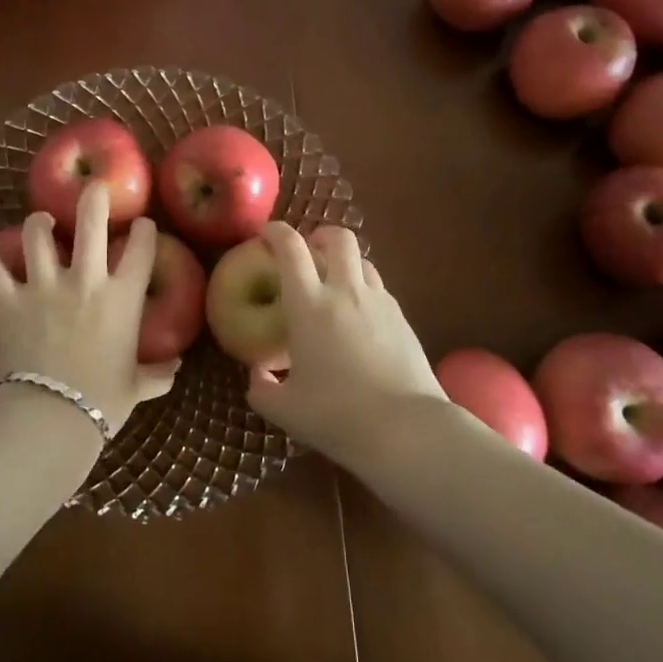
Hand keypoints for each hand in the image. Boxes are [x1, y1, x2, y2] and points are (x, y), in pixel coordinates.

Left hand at [0, 182, 179, 445]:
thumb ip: (156, 375)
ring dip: (40, 222)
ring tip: (42, 217)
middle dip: (93, 199)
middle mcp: (85, 281)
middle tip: (94, 186)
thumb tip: (176, 370)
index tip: (142, 224)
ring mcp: (44, 287)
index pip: (141, 252)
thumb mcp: (136, 388)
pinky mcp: (10, 301)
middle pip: (90, 225)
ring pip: (38, 238)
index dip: (144, 232)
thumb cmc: (101, 402)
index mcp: (122, 299)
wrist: (51, 418)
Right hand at [244, 223, 447, 469]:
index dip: (276, 232)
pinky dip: (366, 292)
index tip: (266, 234)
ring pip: (364, 261)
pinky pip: (381, 290)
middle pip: (338, 238)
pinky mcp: (403, 319)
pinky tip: (361, 320)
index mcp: (308, 304)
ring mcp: (379, 302)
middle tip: (310, 251)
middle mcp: (345, 291)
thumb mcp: (286, 410)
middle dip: (321, 235)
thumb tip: (257, 375)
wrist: (406, 429)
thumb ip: (262, 389)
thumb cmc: (336, 415)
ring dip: (347, 263)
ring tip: (337, 285)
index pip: (290, 247)